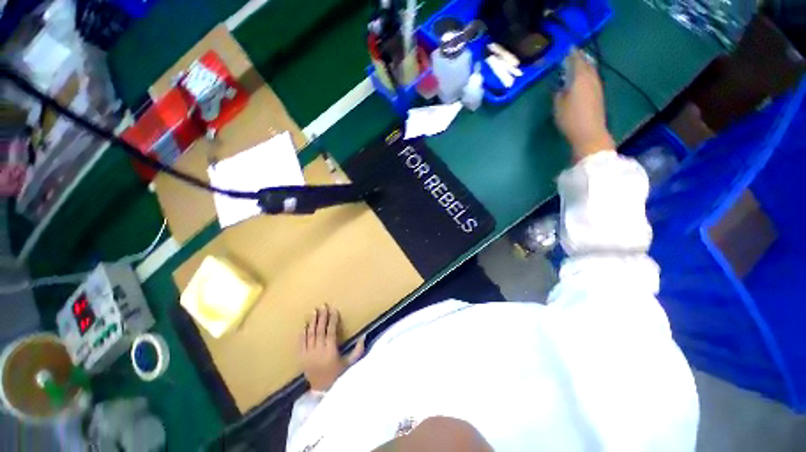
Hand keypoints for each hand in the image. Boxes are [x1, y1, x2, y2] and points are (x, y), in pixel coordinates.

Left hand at [299, 305, 365, 390]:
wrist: (322, 392)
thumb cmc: (338, 376)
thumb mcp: (351, 365)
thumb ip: (358, 350)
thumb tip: (364, 335)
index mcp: (330, 352)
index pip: (331, 332)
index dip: (332, 320)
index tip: (334, 310)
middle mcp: (318, 352)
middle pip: (319, 331)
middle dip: (322, 317)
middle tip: (323, 306)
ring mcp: (308, 355)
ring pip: (310, 335)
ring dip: (312, 322)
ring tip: (313, 311)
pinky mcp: (302, 359)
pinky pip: (301, 343)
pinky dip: (302, 334)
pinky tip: (304, 325)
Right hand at [554, 50, 614, 161]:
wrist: (589, 133)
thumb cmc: (570, 118)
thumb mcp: (558, 105)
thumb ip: (558, 92)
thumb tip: (561, 86)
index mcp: (580, 77)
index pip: (576, 60)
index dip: (571, 54)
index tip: (567, 48)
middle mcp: (591, 78)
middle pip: (586, 63)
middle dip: (580, 58)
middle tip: (573, 55)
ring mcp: (597, 86)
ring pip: (591, 71)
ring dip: (584, 66)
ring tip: (577, 64)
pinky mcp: (599, 95)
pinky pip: (592, 79)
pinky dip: (587, 75)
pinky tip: (582, 79)